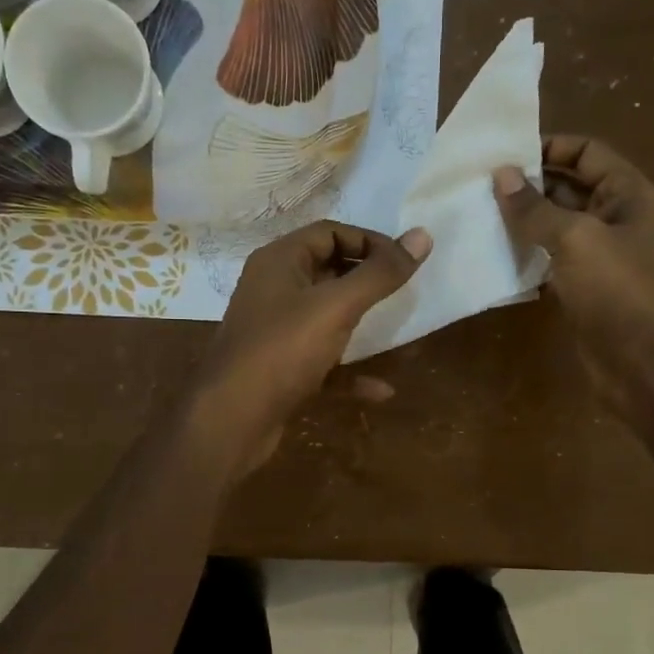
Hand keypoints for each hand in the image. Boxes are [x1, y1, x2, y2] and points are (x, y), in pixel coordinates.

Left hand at [188, 220, 431, 475]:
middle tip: (402, 291)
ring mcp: (276, 332)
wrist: (231, 420)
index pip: (329, 233)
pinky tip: (381, 390)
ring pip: (325, 318)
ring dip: (360, 323)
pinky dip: (350, 372)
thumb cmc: (282, 351)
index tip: (404, 262)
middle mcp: (273, 290)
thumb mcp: (336, 307)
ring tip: (394, 327)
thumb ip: (379, 274)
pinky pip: (323, 362)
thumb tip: (422, 236)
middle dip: (366, 280)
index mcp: (279, 262)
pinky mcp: (281, 370)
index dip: (368, 241)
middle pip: (327, 271)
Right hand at [494, 135, 653, 414]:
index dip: (549, 146)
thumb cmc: (617, 289)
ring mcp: (598, 255)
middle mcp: (615, 217)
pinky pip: (550, 259)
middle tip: (480, 186)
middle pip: (568, 186)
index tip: (504, 154)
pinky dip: (526, 254)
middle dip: (529, 185)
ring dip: (523, 221)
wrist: (642, 362)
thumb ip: (535, 207)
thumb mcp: (575, 238)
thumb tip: (501, 174)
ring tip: (479, 215)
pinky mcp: (582, 286)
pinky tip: (494, 254)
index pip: (586, 152)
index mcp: (627, 193)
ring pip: (556, 225)